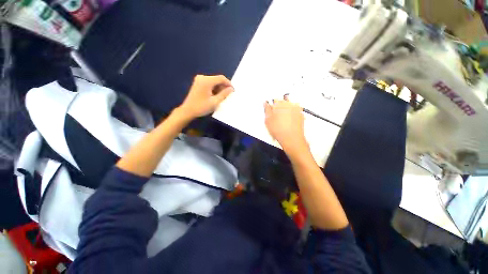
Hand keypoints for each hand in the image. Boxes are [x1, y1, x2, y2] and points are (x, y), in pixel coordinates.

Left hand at [178, 75, 233, 119]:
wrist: (187, 111)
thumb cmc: (201, 107)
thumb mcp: (214, 102)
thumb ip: (224, 94)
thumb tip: (231, 89)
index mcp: (207, 81)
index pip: (221, 78)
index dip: (228, 83)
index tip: (232, 91)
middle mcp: (203, 77)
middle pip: (217, 79)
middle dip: (223, 86)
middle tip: (227, 94)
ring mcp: (199, 79)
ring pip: (213, 81)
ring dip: (218, 87)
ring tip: (221, 96)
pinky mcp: (197, 83)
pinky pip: (208, 82)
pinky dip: (212, 87)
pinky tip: (214, 95)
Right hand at [264, 99, 308, 155]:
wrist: (292, 138)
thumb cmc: (280, 130)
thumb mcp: (268, 120)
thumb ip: (266, 110)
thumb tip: (266, 105)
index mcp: (279, 103)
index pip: (275, 99)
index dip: (272, 105)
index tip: (271, 109)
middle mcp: (289, 103)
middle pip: (284, 101)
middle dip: (280, 106)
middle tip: (277, 115)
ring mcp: (297, 109)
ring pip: (290, 106)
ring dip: (287, 110)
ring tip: (283, 120)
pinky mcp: (301, 115)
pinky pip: (296, 111)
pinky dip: (293, 114)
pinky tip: (289, 122)